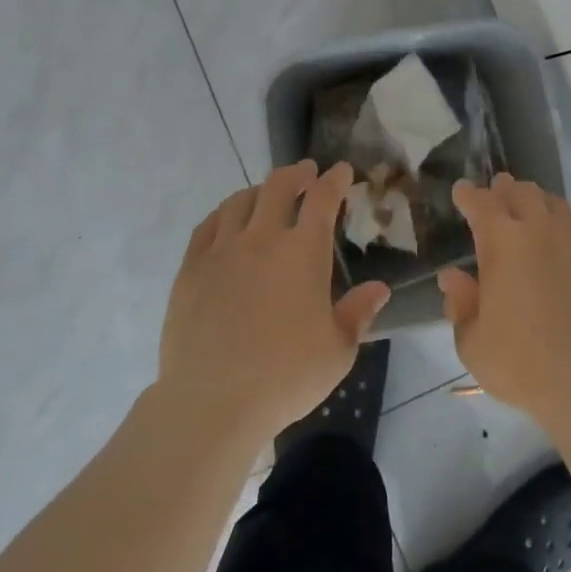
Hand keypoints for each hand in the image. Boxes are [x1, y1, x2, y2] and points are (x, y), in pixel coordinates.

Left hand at [159, 161, 389, 445]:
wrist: (212, 401)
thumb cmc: (286, 376)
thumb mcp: (337, 350)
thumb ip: (358, 313)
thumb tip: (379, 288)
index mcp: (303, 253)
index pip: (323, 199)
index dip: (335, 180)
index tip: (341, 171)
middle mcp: (263, 239)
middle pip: (279, 186)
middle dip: (297, 173)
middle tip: (306, 172)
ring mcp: (222, 251)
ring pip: (240, 201)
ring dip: (260, 190)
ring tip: (267, 194)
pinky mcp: (191, 270)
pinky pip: (208, 226)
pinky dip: (224, 213)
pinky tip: (228, 220)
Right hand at [438, 174, 570, 432]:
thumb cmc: (523, 365)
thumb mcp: (473, 343)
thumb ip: (460, 303)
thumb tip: (453, 277)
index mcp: (504, 242)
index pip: (482, 202)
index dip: (469, 195)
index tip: (462, 191)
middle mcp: (543, 230)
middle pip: (522, 192)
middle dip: (504, 190)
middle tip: (495, 195)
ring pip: (556, 204)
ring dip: (536, 203)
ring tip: (529, 214)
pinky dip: (564, 227)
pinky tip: (562, 245)